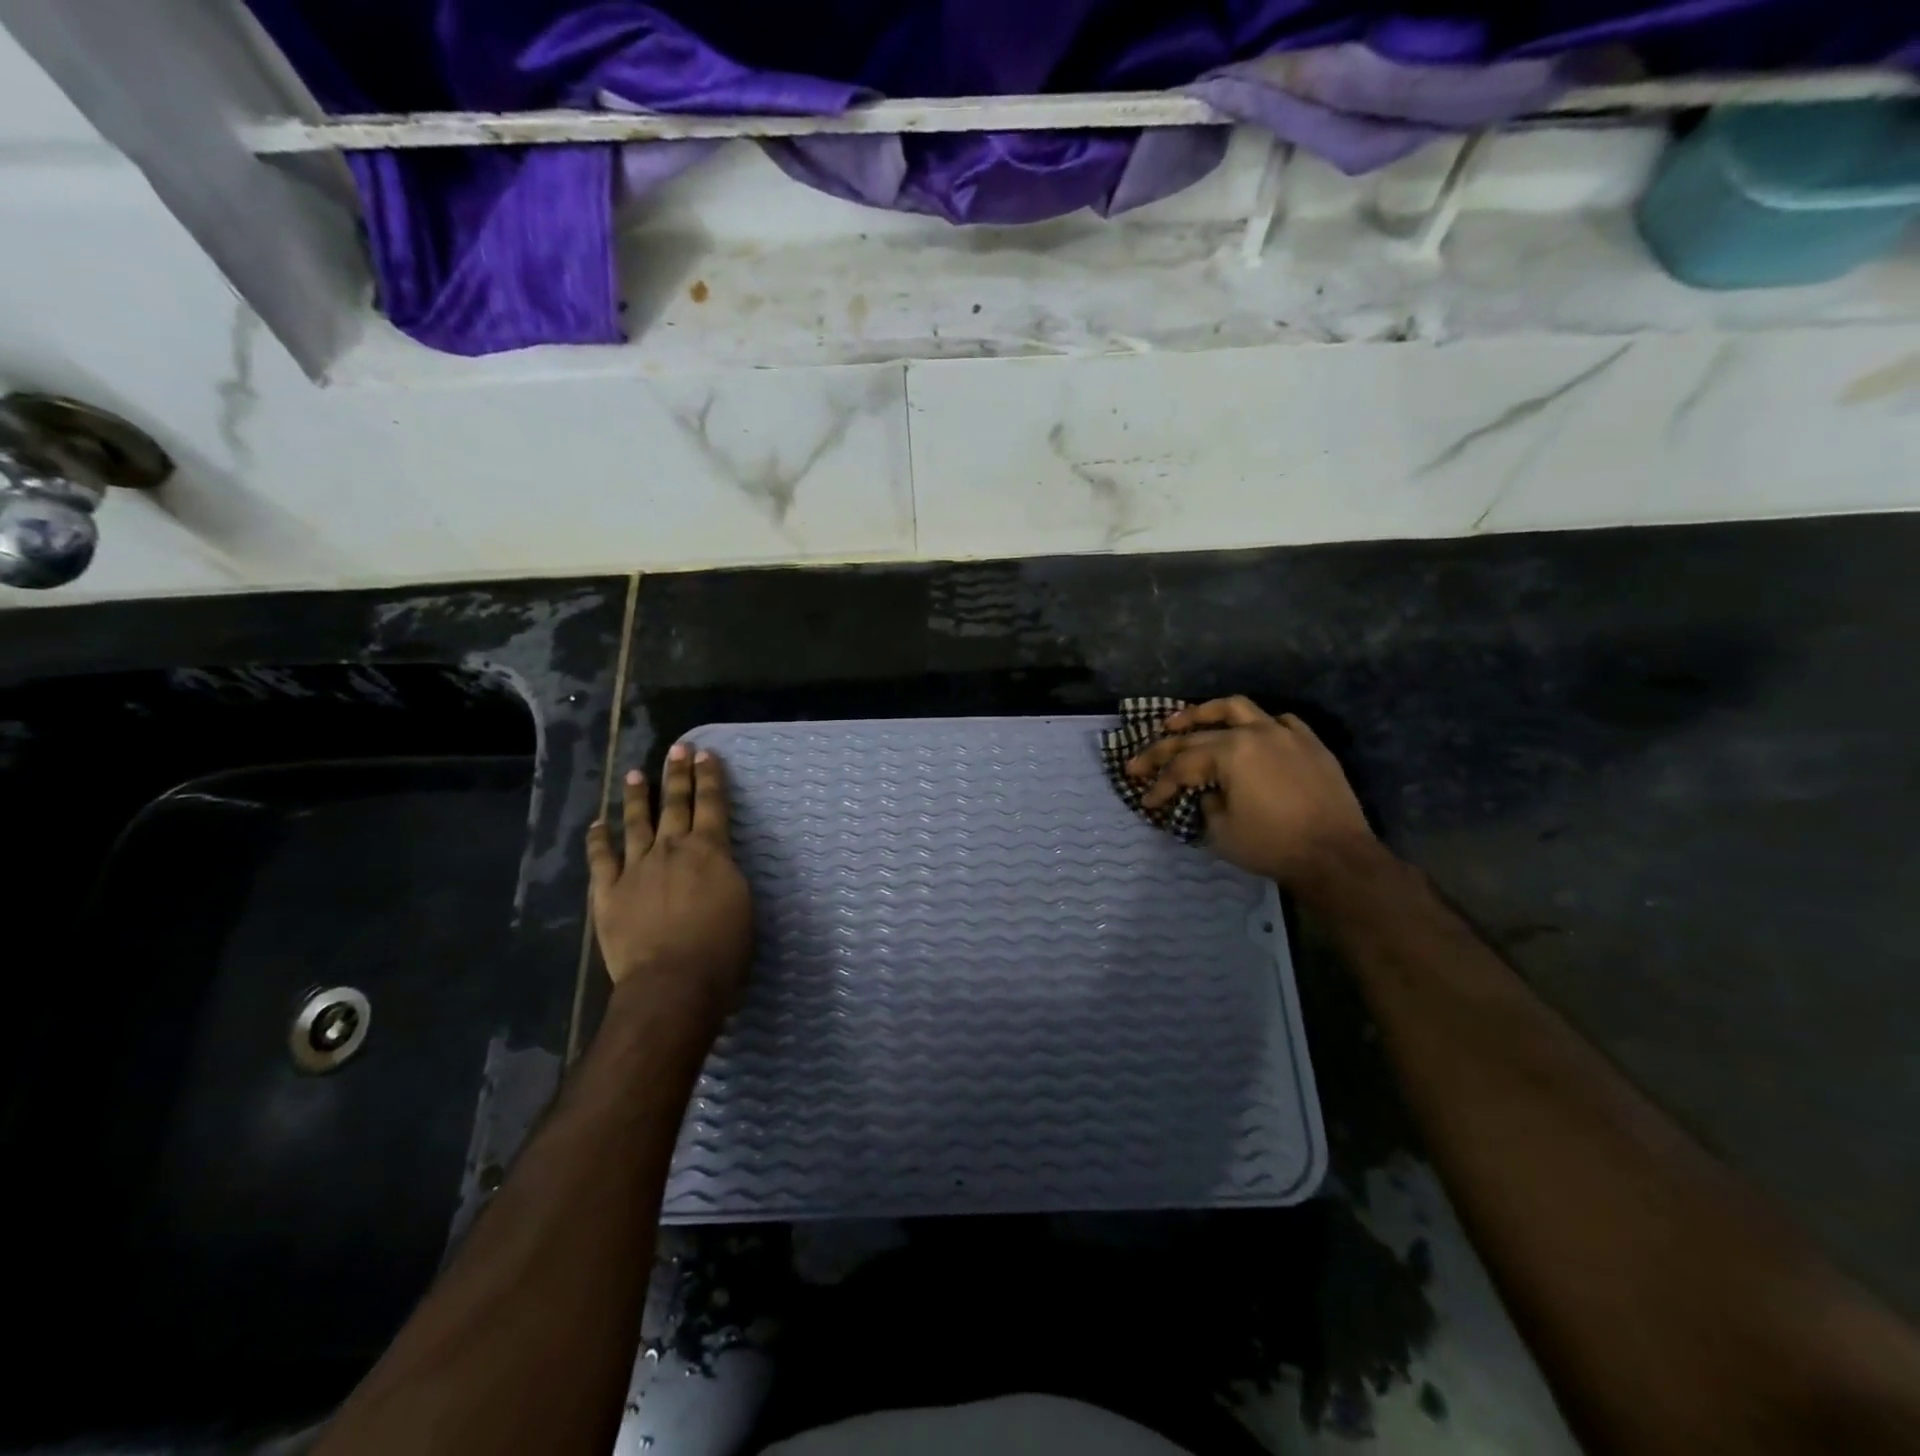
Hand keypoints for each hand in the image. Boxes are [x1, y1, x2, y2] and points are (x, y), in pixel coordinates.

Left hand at [586, 744, 752, 1024]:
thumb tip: (717, 862)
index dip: (709, 777)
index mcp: (710, 851)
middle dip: (677, 774)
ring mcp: (636, 869)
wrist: (673, 982)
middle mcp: (671, 849)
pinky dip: (599, 839)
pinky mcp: (608, 893)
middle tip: (678, 749)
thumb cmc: (723, 949)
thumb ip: (726, 874)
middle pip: (675, 804)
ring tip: (636, 775)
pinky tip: (597, 825)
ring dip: (638, 797)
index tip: (706, 754)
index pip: (711, 804)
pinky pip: (601, 859)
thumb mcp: (743, 903)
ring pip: (636, 823)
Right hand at [1126, 696, 1380, 891]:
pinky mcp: (1310, 744)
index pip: (1182, 765)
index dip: (1159, 785)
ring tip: (1183, 722)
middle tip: (1140, 762)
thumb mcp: (1221, 832)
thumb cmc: (1272, 845)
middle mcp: (1254, 733)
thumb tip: (1207, 793)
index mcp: (1230, 753)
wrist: (1336, 856)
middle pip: (1198, 735)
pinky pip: (1279, 722)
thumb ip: (1205, 803)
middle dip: (1164, 750)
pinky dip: (1257, 725)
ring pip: (1238, 709)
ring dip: (1205, 713)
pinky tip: (1250, 734)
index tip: (1146, 802)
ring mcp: (1285, 734)